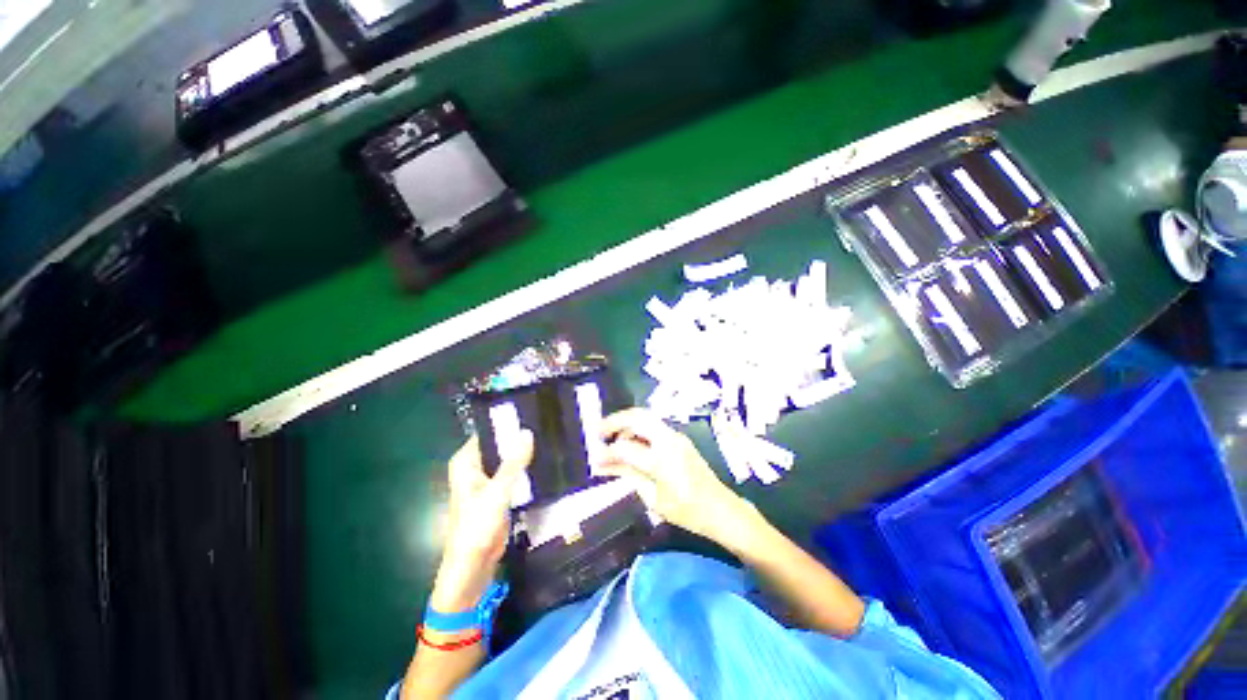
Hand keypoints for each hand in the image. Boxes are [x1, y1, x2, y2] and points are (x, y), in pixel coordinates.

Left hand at [430, 431, 533, 611]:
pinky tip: (543, 461)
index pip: (487, 433)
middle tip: (545, 425)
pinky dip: (525, 469)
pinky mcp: (498, 493)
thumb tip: (527, 432)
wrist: (473, 565)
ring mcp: (487, 480)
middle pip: (499, 445)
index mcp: (466, 462)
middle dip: (519, 438)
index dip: (507, 423)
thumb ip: (513, 463)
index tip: (531, 412)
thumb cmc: (476, 527)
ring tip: (549, 438)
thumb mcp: (497, 492)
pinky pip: (513, 474)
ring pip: (507, 459)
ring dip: (523, 453)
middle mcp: (475, 467)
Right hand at [597, 408, 750, 545]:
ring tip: (613, 440)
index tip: (594, 457)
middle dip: (615, 421)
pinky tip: (631, 444)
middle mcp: (668, 440)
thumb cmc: (687, 511)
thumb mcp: (653, 498)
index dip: (606, 452)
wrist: (721, 509)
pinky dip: (639, 430)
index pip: (625, 448)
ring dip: (627, 424)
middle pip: (637, 417)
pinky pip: (654, 427)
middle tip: (598, 432)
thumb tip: (604, 465)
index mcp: (661, 459)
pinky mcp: (679, 439)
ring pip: (646, 418)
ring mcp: (676, 436)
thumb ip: (628, 475)